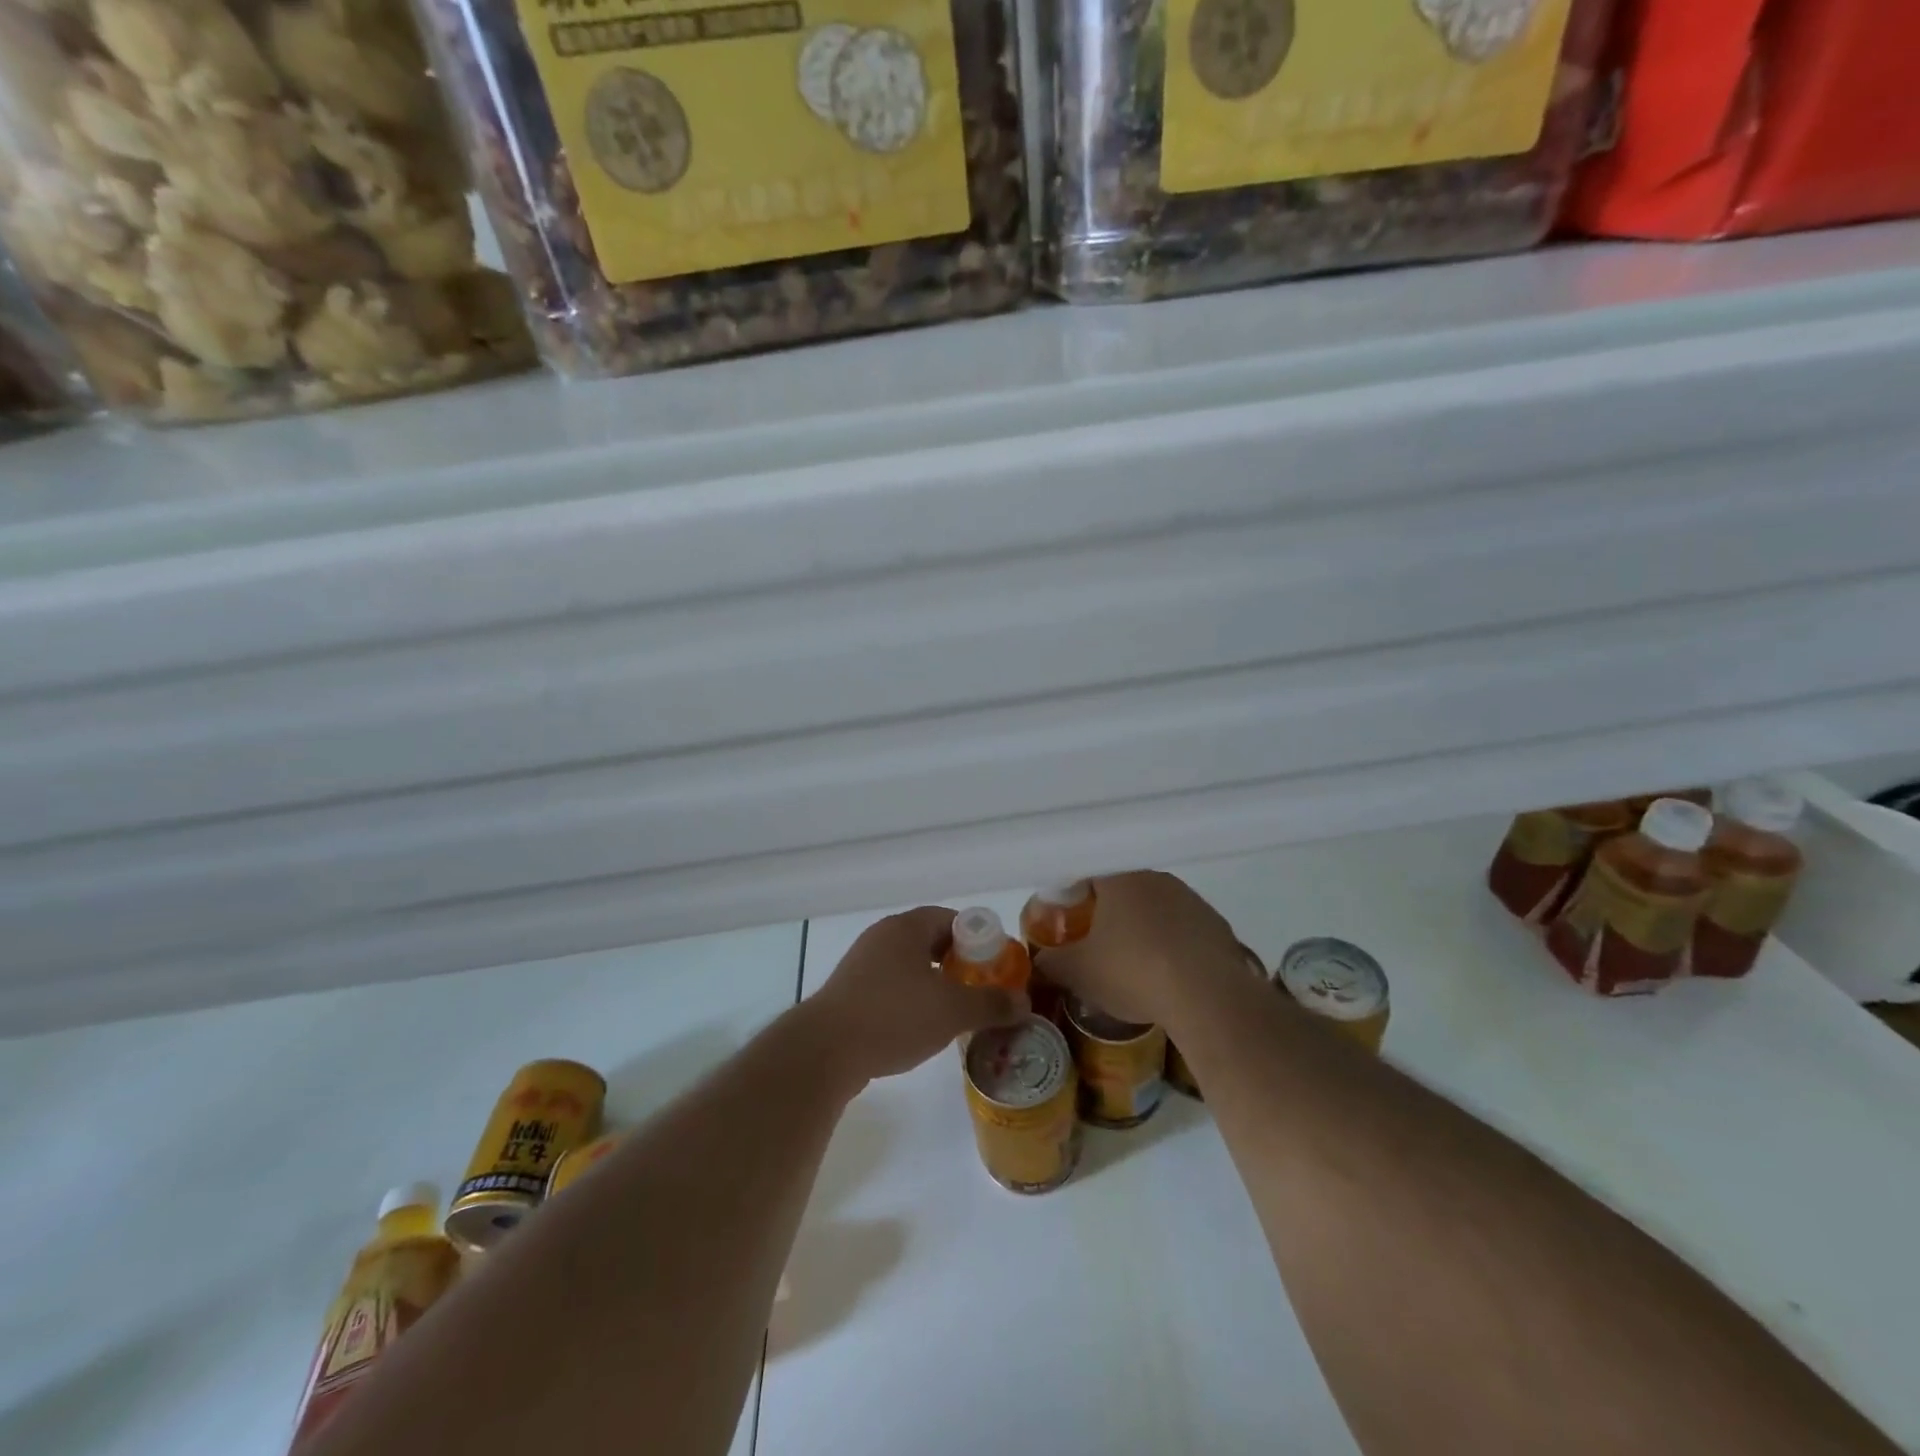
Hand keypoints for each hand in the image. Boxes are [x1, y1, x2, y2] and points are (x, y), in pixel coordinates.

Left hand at [805, 907, 1026, 1084]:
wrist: (825, 1051)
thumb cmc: (893, 1016)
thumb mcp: (952, 1010)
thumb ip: (991, 1004)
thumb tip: (1024, 1003)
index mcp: (906, 927)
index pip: (951, 919)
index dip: (979, 939)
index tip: (997, 965)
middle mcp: (882, 937)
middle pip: (930, 941)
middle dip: (959, 964)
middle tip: (982, 989)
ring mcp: (861, 965)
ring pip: (910, 967)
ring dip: (935, 984)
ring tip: (957, 1012)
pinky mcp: (849, 994)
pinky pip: (890, 988)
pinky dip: (911, 1001)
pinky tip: (921, 1028)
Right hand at [1032, 872, 1245, 1029]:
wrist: (1207, 996)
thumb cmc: (1133, 972)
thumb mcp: (1079, 973)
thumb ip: (1052, 963)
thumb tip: (1038, 961)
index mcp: (1119, 879)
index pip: (1088, 875)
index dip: (1075, 897)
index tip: (1070, 922)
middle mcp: (1155, 878)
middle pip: (1123, 890)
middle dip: (1110, 914)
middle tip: (1098, 945)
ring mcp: (1190, 899)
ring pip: (1156, 909)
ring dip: (1143, 929)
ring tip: (1135, 965)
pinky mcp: (1216, 924)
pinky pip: (1184, 930)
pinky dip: (1172, 946)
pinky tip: (1168, 975)